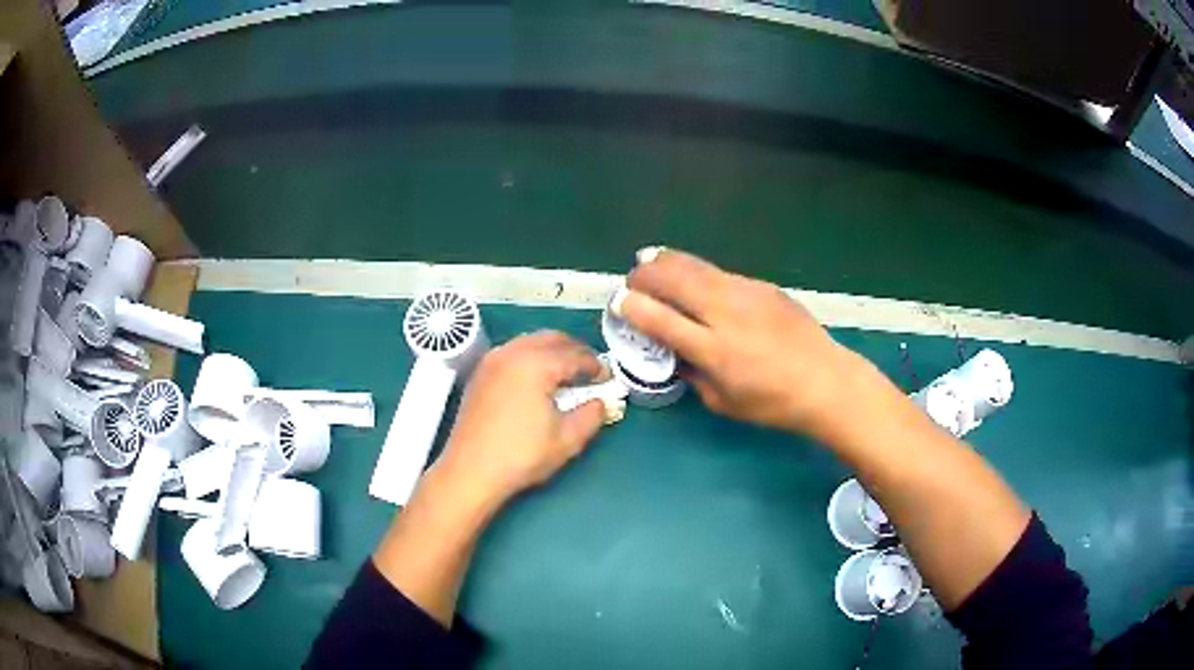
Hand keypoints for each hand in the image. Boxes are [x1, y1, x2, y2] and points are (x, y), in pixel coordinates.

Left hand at [437, 331, 606, 506]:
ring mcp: (492, 361)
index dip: (595, 366)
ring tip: (565, 374)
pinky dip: (530, 357)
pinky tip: (537, 380)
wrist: (471, 471)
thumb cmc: (521, 455)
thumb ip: (592, 415)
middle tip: (589, 371)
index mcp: (536, 364)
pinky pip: (512, 352)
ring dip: (551, 351)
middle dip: (574, 351)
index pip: (574, 356)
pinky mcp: (480, 374)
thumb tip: (600, 402)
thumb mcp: (567, 439)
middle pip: (551, 339)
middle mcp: (512, 353)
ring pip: (529, 342)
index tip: (607, 378)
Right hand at [619, 248, 868, 438]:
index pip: (661, 320)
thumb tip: (673, 353)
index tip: (617, 301)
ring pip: (697, 267)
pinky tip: (692, 274)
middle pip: (676, 281)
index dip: (633, 308)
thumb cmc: (773, 403)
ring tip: (649, 258)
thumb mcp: (723, 403)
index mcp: (715, 352)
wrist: (826, 381)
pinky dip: (697, 270)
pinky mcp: (763, 286)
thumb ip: (692, 375)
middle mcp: (727, 315)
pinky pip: (721, 273)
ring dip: (667, 261)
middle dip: (645, 275)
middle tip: (632, 277)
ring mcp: (747, 295)